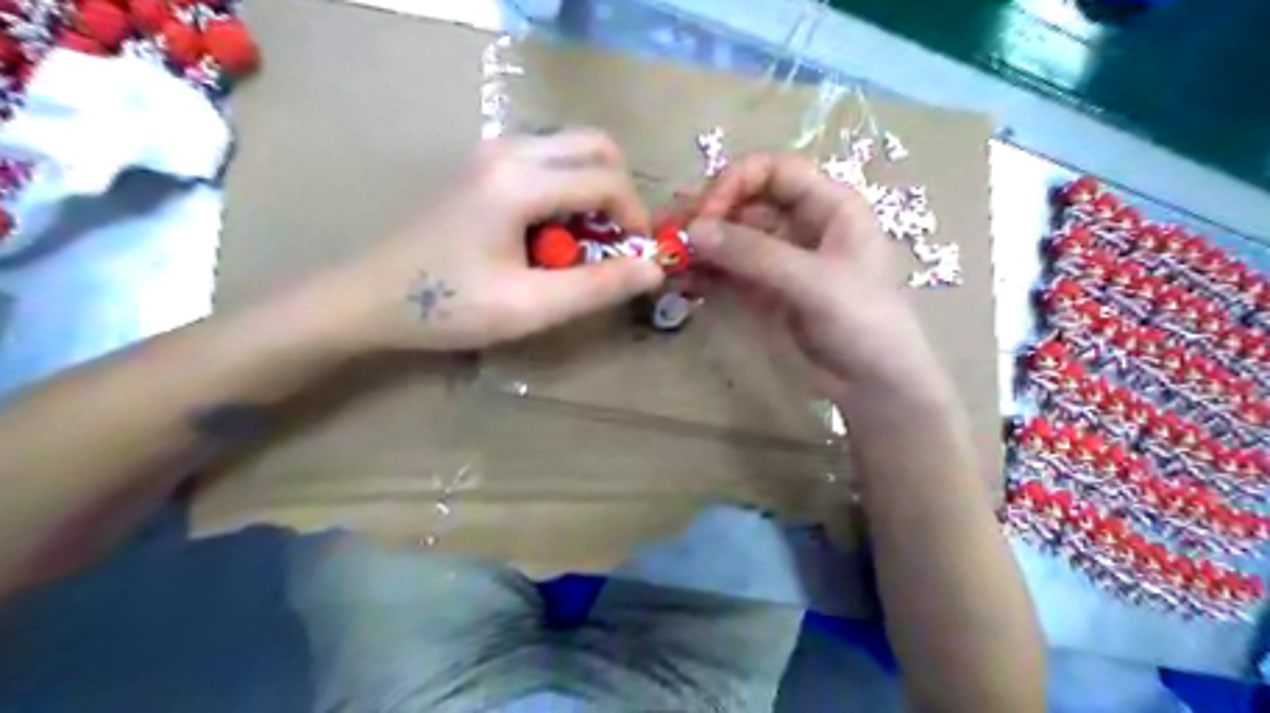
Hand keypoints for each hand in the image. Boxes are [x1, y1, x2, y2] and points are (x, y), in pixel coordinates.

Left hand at [311, 130, 664, 351]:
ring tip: (580, 244)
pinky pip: (545, 160)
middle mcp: (507, 150)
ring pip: (570, 149)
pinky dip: (566, 190)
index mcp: (518, 181)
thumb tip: (654, 268)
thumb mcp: (529, 307)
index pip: (605, 180)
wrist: (367, 297)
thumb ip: (597, 287)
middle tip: (613, 242)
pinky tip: (548, 234)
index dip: (634, 219)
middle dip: (619, 193)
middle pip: (594, 146)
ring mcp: (490, 152)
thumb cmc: (446, 306)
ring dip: (591, 190)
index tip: (636, 258)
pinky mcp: (481, 164)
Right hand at [685, 154, 950, 403]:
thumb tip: (693, 230)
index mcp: (829, 205)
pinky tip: (678, 278)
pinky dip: (703, 272)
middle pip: (745, 202)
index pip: (774, 171)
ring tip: (661, 252)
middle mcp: (800, 224)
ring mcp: (779, 258)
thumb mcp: (814, 282)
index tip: (705, 214)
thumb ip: (755, 254)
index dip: (736, 182)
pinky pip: (727, 270)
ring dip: (697, 243)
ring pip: (731, 237)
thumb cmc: (863, 321)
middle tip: (666, 229)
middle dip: (706, 213)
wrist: (873, 383)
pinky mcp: (763, 290)